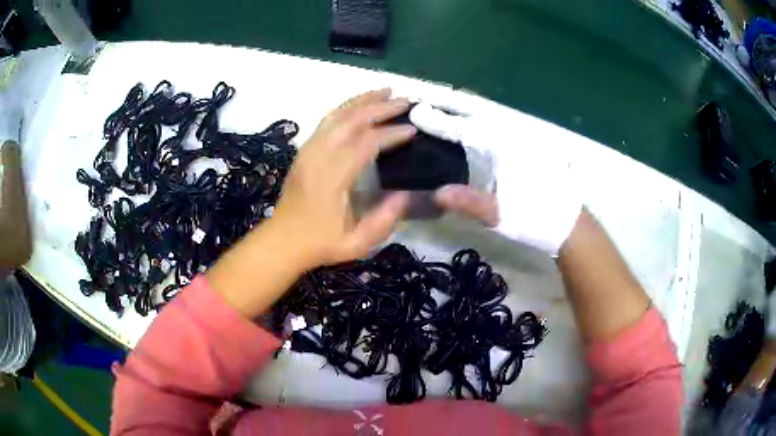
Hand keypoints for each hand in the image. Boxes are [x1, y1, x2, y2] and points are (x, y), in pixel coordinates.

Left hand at [208, 90, 415, 316]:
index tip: (413, 130)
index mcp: (331, 178)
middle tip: (406, 101)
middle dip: (380, 107)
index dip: (391, 133)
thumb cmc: (319, 244)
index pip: (365, 143)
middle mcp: (318, 156)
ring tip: (385, 91)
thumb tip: (405, 194)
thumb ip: (383, 221)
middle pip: (351, 120)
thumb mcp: (356, 244)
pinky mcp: (304, 150)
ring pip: (336, 114)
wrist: (282, 241)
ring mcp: (308, 150)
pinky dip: (346, 107)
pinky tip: (359, 104)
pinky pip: (326, 120)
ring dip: (362, 100)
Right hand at [411, 100, 581, 254]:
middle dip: (449, 102)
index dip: (437, 120)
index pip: (463, 128)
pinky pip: (499, 122)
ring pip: (488, 113)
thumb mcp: (502, 215)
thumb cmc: (537, 219)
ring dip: (464, 108)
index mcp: (504, 148)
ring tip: (442, 106)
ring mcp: (523, 137)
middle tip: (425, 99)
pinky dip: (480, 118)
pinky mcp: (529, 144)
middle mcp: (513, 134)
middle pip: (475, 110)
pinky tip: (471, 123)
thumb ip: (470, 202)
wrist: (570, 222)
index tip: (415, 110)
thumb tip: (437, 193)